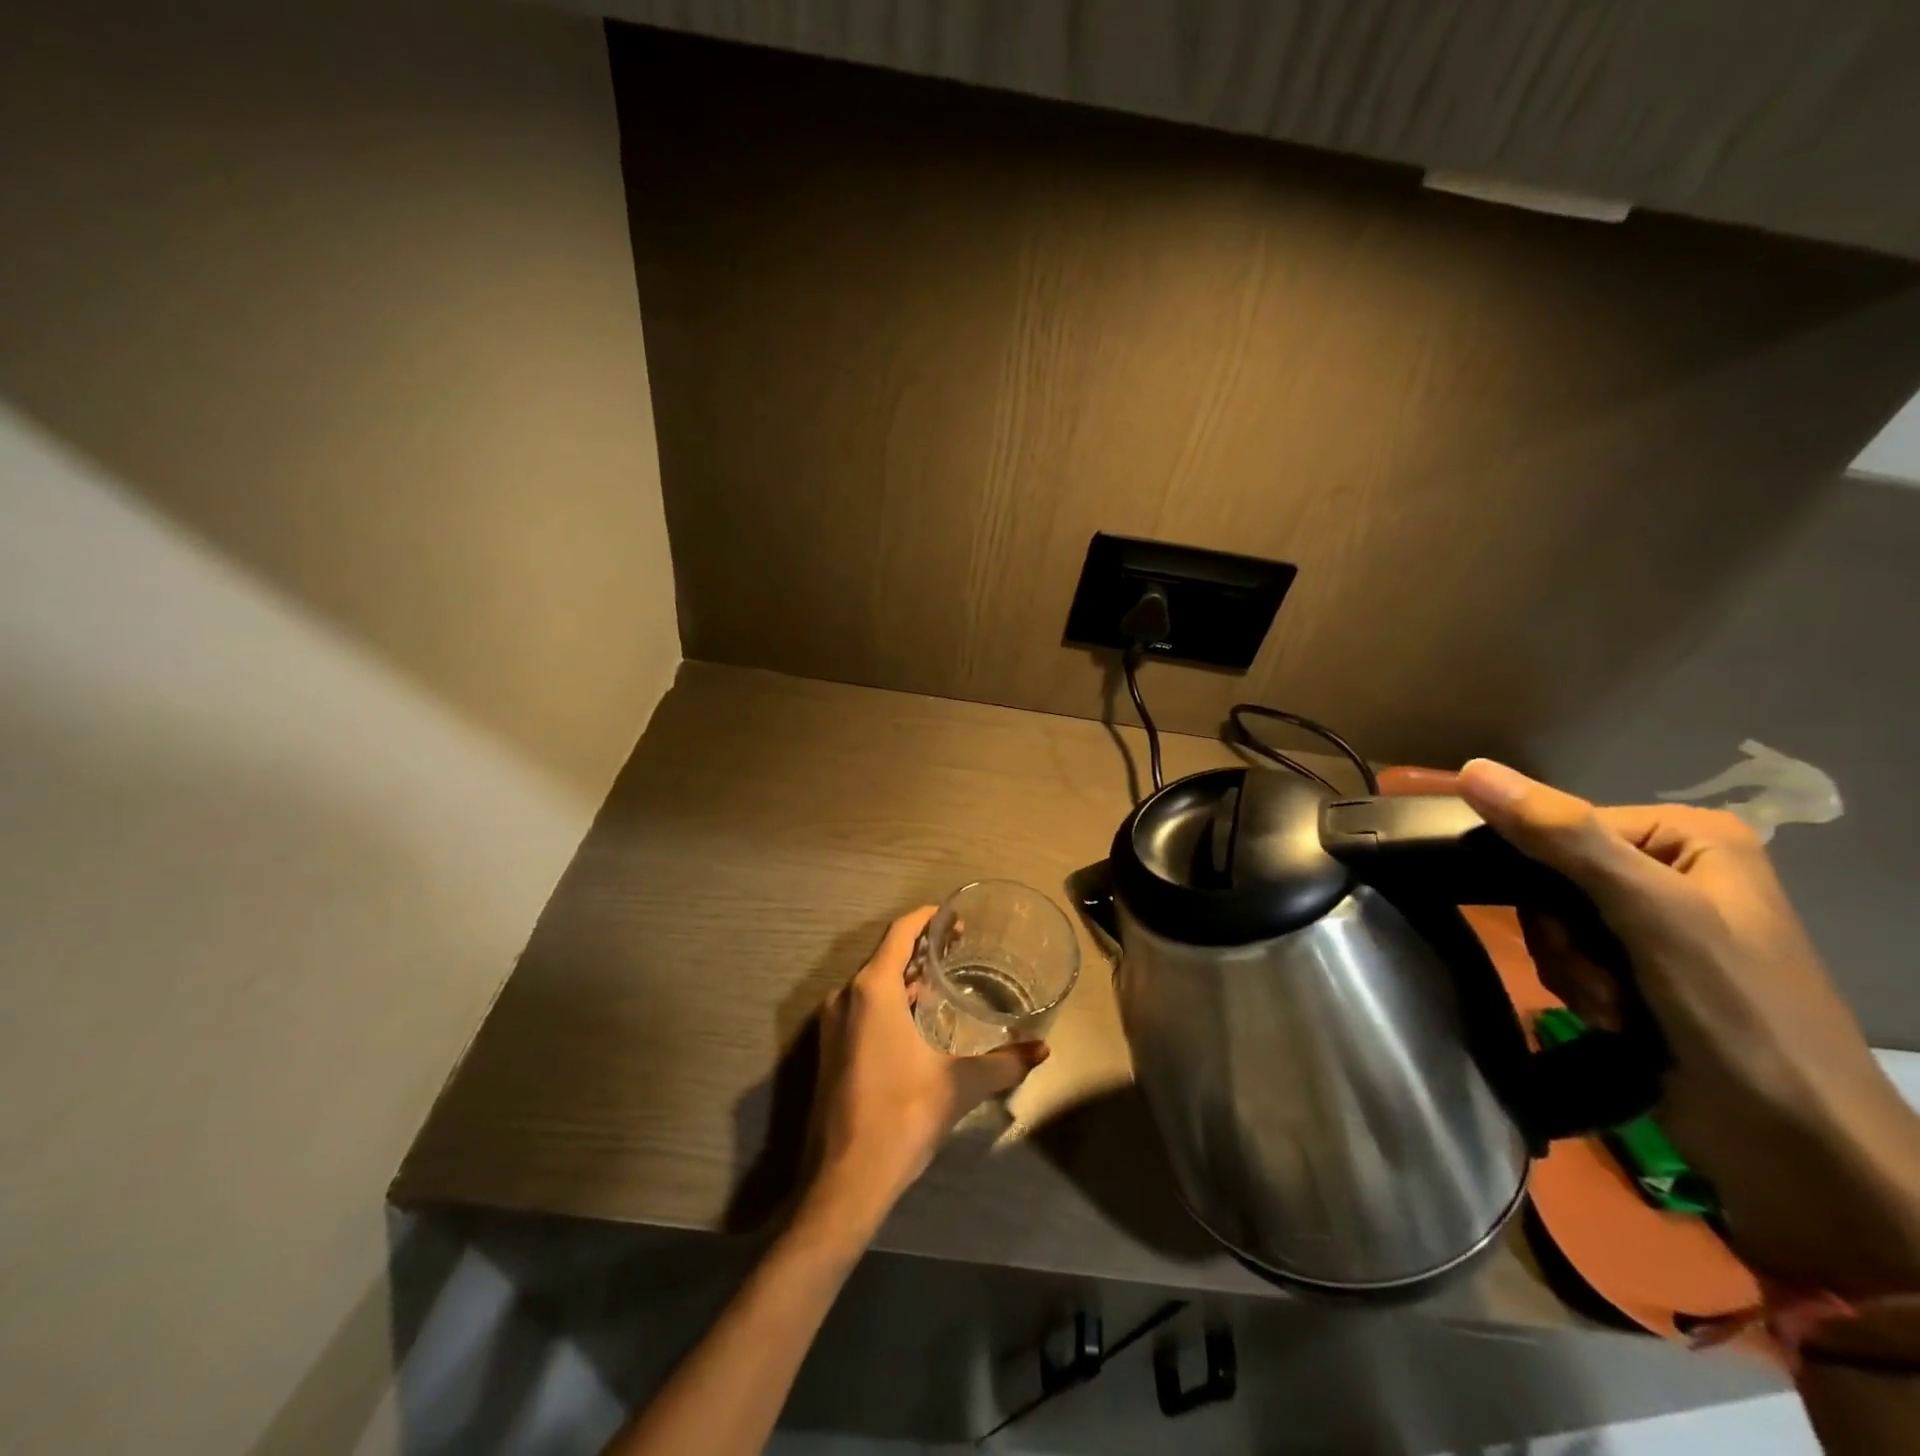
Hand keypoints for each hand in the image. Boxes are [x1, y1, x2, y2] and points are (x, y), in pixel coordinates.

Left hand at [804, 907, 1048, 1232]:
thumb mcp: (960, 1085)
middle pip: (886, 954)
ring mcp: (833, 1023)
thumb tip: (1043, 1050)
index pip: (901, 932)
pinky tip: (917, 1020)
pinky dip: (889, 1001)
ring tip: (943, 981)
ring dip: (905, 977)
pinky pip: (862, 1007)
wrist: (846, 1178)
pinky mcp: (830, 1048)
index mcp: (873, 989)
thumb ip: (1004, 1063)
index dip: (928, 918)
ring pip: (872, 983)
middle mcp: (846, 996)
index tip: (955, 918)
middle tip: (959, 948)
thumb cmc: (903, 1114)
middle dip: (921, 948)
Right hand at [1459, 759, 1919, 1295]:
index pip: (1559, 824)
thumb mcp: (1649, 912)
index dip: (1540, 872)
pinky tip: (1616, 1019)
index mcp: (1686, 836)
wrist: (1797, 1148)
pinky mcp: (1640, 970)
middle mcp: (1669, 871)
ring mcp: (1655, 924)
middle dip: (1561, 934)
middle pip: (1550, 876)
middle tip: (1601, 974)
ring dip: (1568, 967)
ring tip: (1615, 1006)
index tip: (1564, 923)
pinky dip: (1579, 989)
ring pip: (1550, 921)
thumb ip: (1562, 837)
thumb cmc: (1736, 1013)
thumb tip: (1472, 769)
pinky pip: (1566, 955)